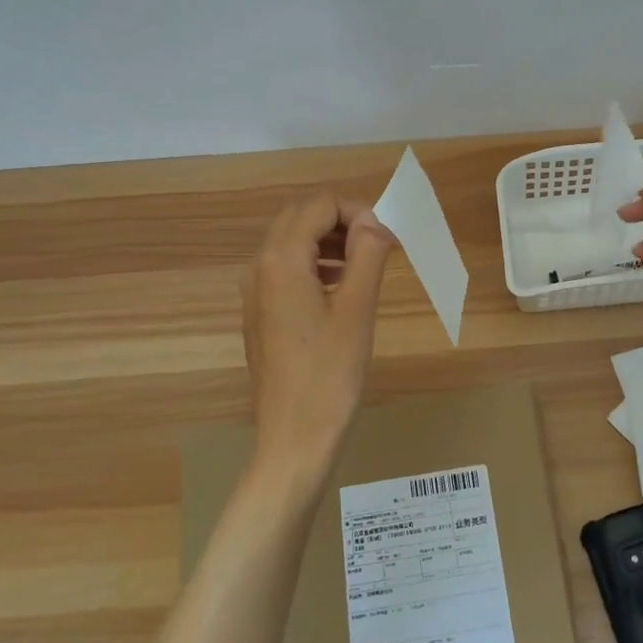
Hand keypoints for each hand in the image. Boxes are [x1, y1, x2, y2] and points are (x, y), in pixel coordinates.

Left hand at [241, 193, 396, 476]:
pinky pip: (285, 268)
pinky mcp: (260, 312)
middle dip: (342, 220)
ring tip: (365, 265)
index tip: (387, 238)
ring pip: (291, 241)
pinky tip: (342, 288)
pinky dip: (315, 263)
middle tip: (378, 245)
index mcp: (281, 260)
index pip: (320, 205)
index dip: (358, 210)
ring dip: (329, 240)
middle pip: (300, 217)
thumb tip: (376, 222)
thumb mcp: (358, 309)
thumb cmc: (331, 374)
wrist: (295, 438)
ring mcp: (255, 291)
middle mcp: (259, 267)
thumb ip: (368, 254)